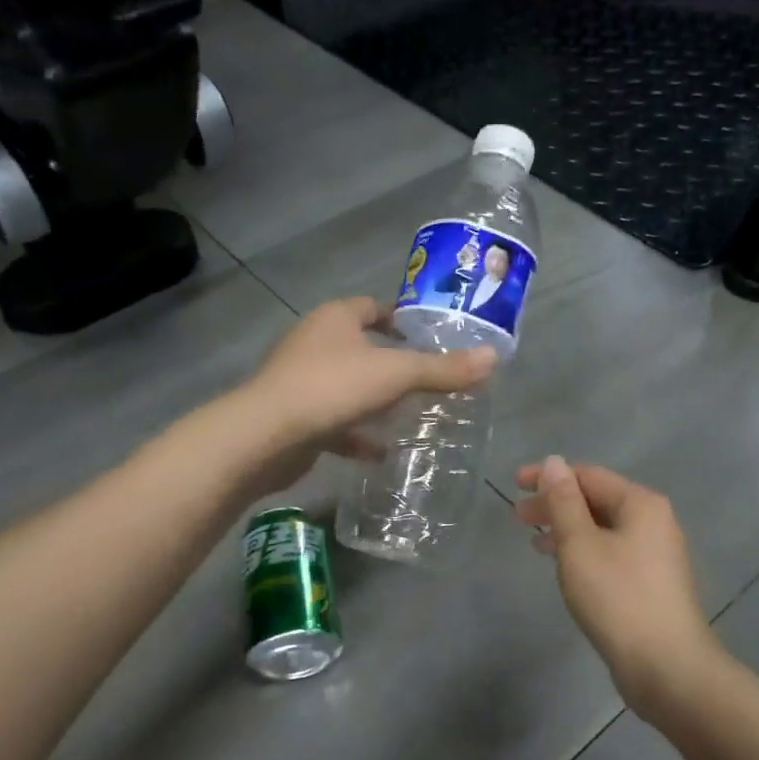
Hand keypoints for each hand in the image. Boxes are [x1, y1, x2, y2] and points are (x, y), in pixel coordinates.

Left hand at [237, 298, 496, 491]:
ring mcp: (301, 380)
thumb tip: (493, 358)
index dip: (403, 318)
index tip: (431, 337)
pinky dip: (357, 434)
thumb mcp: (396, 374)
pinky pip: (335, 421)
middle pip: (361, 346)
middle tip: (429, 379)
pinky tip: (381, 452)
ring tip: (411, 414)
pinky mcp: (295, 416)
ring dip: (376, 400)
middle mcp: (315, 342)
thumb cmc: (332, 388)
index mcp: (336, 318)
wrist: (266, 436)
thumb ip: (443, 369)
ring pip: (348, 385)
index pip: (374, 307)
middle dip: (393, 362)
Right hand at [515, 458, 720, 719]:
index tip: (514, 484)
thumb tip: (554, 462)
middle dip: (555, 505)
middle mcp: (654, 521)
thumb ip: (563, 502)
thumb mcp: (579, 544)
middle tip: (517, 517)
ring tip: (533, 541)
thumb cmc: (617, 597)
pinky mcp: (650, 583)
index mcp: (640, 503)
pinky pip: (610, 552)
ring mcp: (655, 554)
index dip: (549, 476)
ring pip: (602, 529)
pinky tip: (565, 567)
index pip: (588, 475)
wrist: (665, 665)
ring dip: (566, 530)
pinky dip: (583, 552)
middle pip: (596, 500)